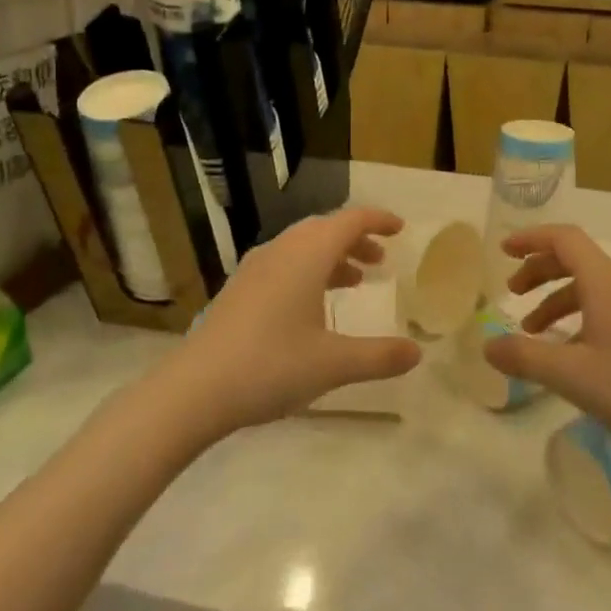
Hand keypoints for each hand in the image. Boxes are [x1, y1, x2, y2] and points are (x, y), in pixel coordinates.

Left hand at [158, 208, 421, 442]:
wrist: (194, 390)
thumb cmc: (271, 366)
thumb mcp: (334, 364)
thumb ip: (379, 356)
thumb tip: (417, 352)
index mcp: (307, 255)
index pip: (350, 220)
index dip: (378, 220)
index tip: (400, 228)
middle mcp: (281, 251)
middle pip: (325, 229)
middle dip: (356, 240)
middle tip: (379, 261)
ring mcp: (255, 269)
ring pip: (302, 247)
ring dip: (331, 257)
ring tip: (353, 282)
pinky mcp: (238, 290)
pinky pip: (283, 264)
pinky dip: (308, 271)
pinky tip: (311, 307)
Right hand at [484, 225, 610, 467]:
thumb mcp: (571, 376)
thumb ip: (524, 357)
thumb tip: (487, 346)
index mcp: (608, 283)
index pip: (565, 239)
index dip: (531, 239)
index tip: (502, 251)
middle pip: (577, 260)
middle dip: (540, 271)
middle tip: (512, 294)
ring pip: (592, 287)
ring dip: (558, 299)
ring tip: (533, 332)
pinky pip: (608, 307)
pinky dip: (580, 317)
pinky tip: (570, 353)